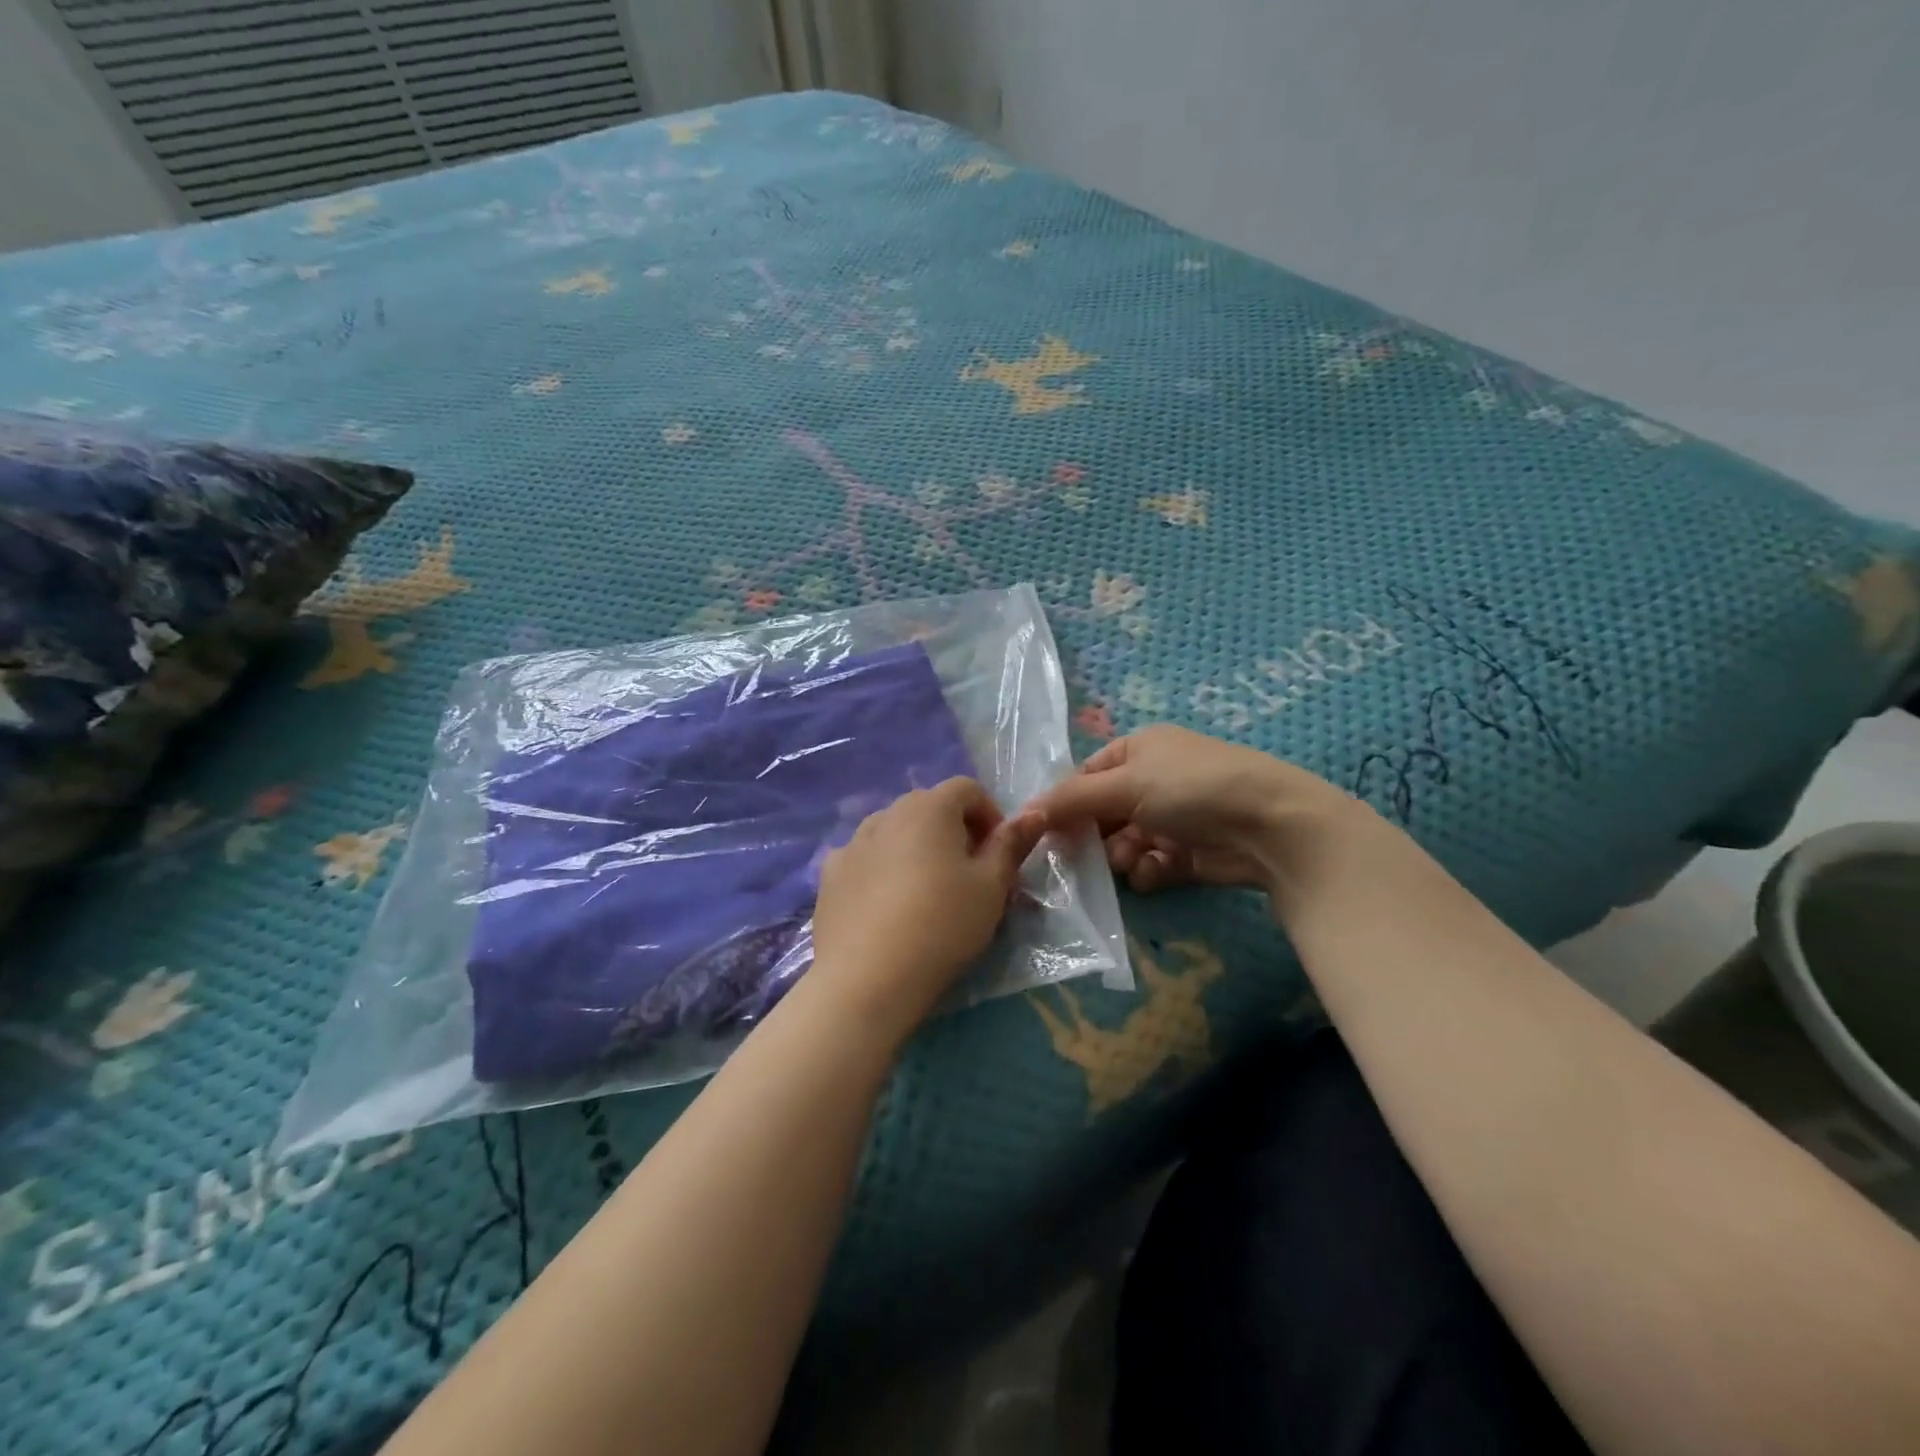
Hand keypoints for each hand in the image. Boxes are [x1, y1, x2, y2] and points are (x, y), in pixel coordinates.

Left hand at [810, 778, 1046, 1038]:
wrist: (868, 978)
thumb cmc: (942, 925)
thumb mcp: (991, 887)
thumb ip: (1011, 845)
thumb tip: (1033, 813)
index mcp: (930, 808)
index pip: (967, 789)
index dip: (989, 814)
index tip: (998, 853)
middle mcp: (887, 813)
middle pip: (928, 806)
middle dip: (953, 830)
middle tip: (967, 874)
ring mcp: (852, 843)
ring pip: (893, 831)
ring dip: (915, 847)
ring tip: (925, 890)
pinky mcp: (829, 875)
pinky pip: (863, 858)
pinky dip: (880, 868)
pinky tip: (885, 904)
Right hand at [1028, 724, 1364, 893]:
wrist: (1270, 826)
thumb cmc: (1191, 788)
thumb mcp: (1124, 784)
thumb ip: (1072, 800)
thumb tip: (1025, 811)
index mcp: (1139, 750)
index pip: (1087, 776)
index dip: (1066, 802)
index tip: (1046, 831)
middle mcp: (1155, 780)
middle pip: (1104, 812)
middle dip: (1094, 835)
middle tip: (1080, 857)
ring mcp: (1174, 817)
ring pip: (1126, 842)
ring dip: (1121, 855)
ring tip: (1131, 861)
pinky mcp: (1190, 852)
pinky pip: (1153, 863)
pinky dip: (1149, 870)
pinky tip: (1155, 872)